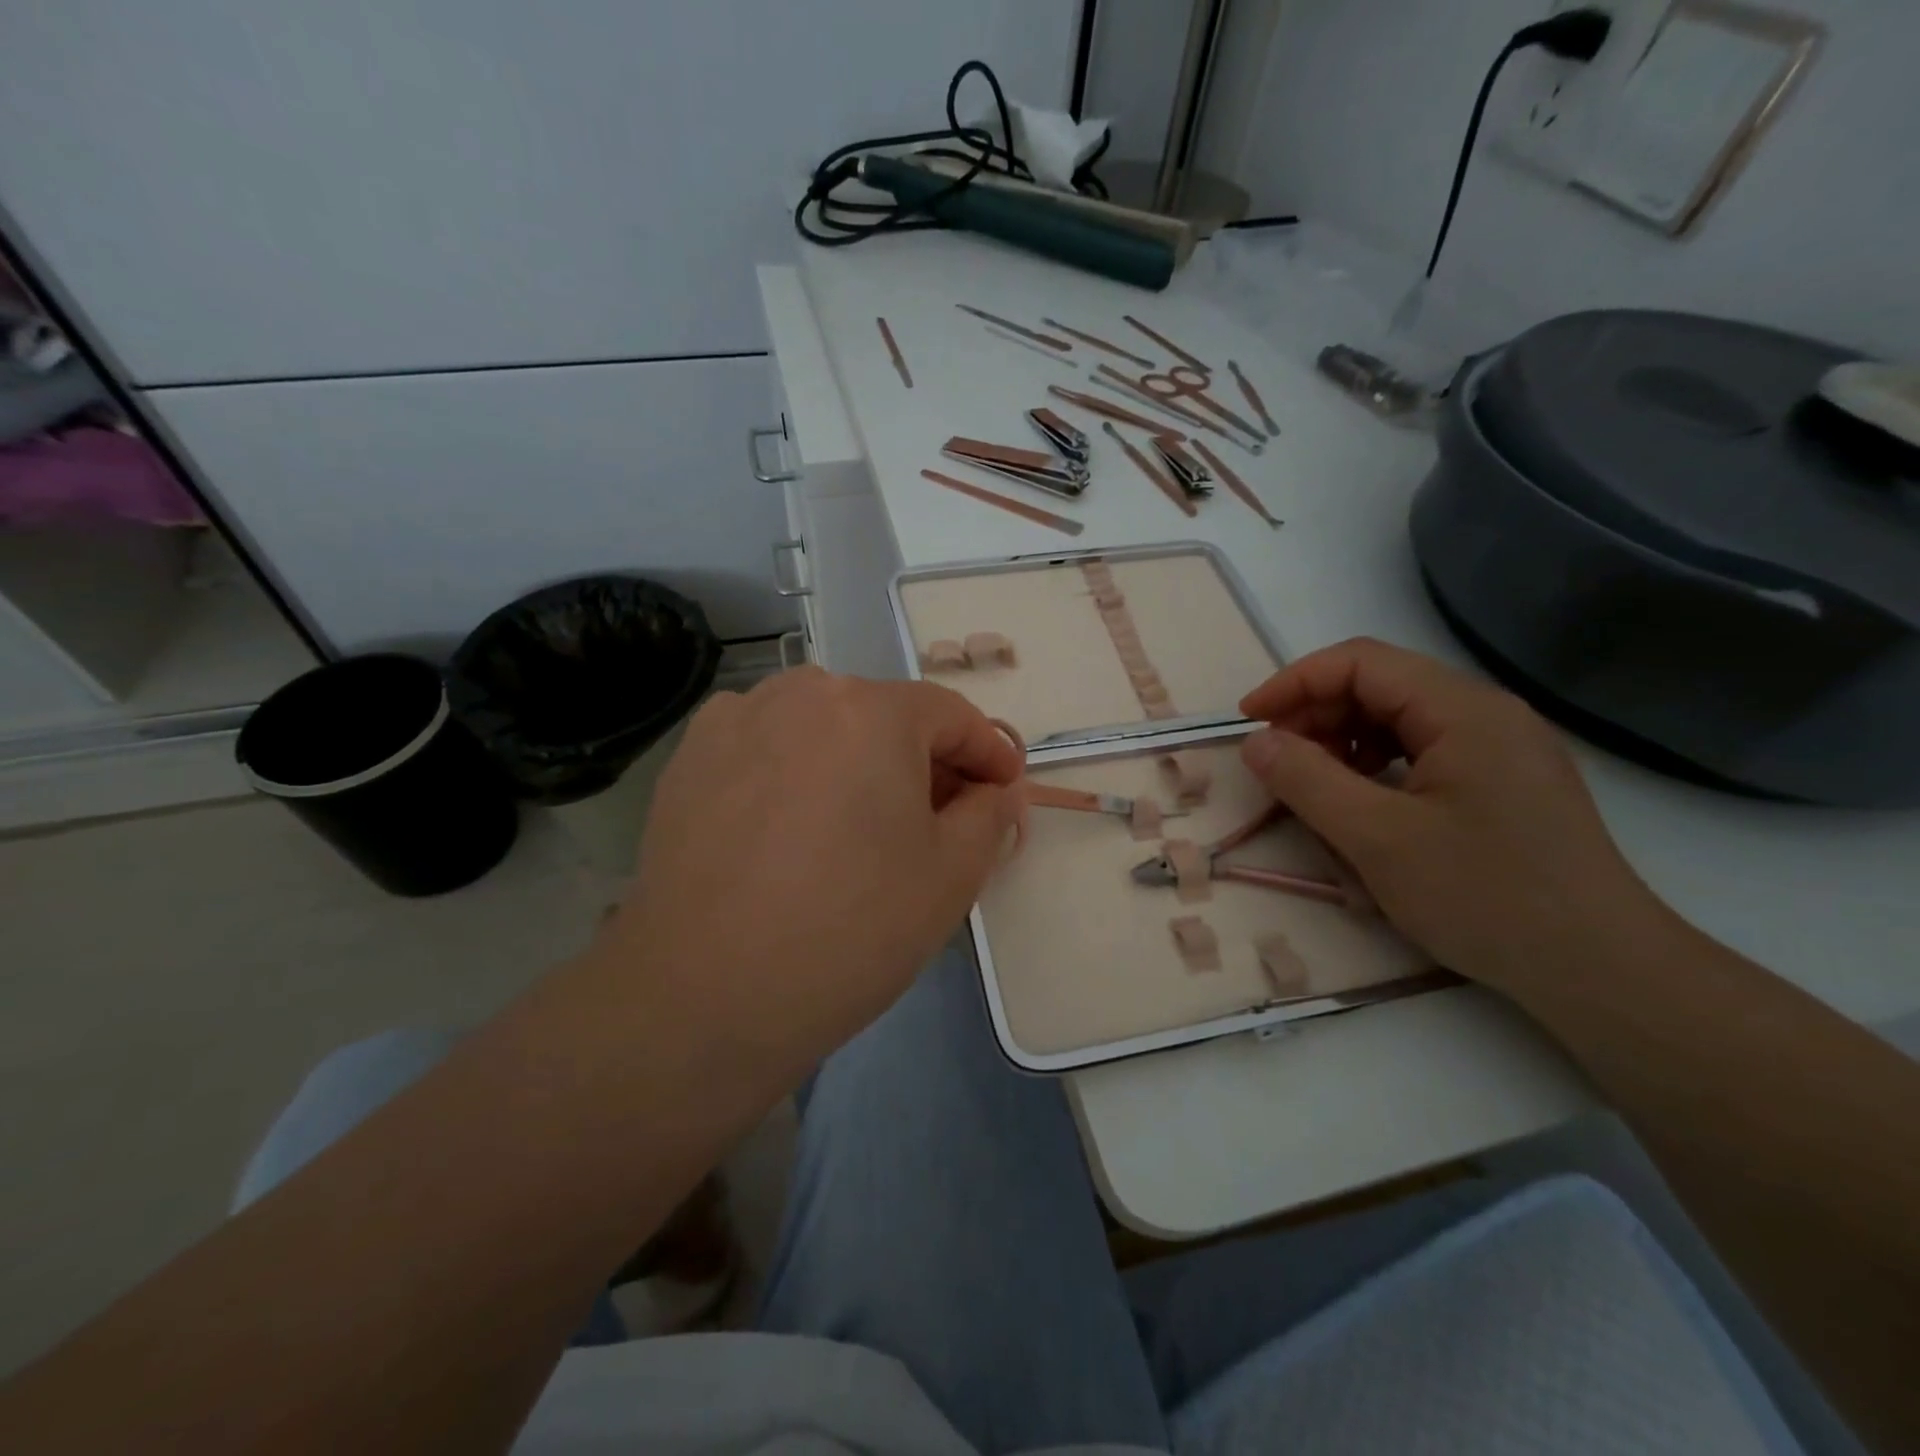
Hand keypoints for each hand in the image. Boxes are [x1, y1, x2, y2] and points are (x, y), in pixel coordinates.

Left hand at [598, 668, 1023, 1082]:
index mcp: (870, 710)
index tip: (1003, 790)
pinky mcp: (689, 759)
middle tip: (938, 820)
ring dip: (856, 762)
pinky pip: (766, 747)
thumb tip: (994, 791)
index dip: (987, 752)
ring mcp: (735, 720)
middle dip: (922, 762)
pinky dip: (796, 771)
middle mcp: (800, 693)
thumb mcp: (951, 876)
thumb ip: (989, 815)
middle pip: (883, 716)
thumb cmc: (850, 930)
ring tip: (859, 826)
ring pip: (822, 728)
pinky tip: (792, 827)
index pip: (951, 715)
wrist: (703, 995)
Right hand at [1238, 638, 1662, 998]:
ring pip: (1399, 719)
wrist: (1602, 971)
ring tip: (1313, 785)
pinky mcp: (1504, 782)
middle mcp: (1487, 713)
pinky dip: (1376, 765)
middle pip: (1381, 685)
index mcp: (1463, 710)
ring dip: (1343, 741)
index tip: (1248, 723)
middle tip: (1275, 763)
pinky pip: (1423, 751)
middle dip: (1316, 715)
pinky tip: (1362, 803)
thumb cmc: (1486, 897)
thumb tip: (1257, 742)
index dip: (1294, 683)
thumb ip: (1307, 781)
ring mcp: (1501, 748)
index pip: (1361, 662)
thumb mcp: (1377, 839)